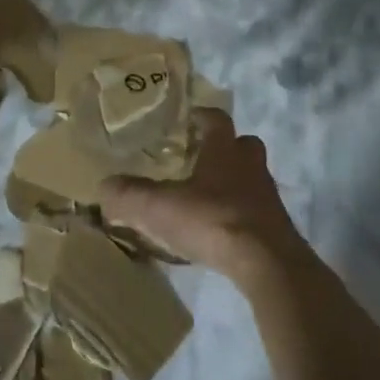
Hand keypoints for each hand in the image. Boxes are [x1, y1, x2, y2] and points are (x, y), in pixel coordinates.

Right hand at [101, 109, 310, 287]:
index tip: (188, 119)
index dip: (202, 116)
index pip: (216, 119)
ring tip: (205, 199)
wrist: (267, 263)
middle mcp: (250, 166)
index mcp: (224, 151)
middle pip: (243, 145)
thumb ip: (128, 195)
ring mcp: (268, 197)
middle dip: (224, 148)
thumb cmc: (212, 221)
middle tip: (200, 158)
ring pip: (251, 178)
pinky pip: (255, 211)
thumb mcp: (158, 207)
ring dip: (232, 183)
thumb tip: (103, 186)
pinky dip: (238, 214)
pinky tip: (218, 230)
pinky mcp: (276, 227)